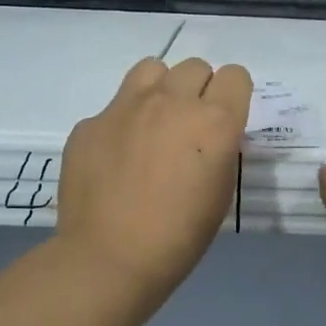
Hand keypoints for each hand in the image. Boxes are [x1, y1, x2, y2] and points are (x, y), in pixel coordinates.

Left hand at [57, 57, 250, 299]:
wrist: (110, 259)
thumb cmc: (180, 235)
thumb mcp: (221, 190)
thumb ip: (220, 147)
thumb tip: (208, 133)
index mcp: (213, 121)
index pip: (235, 75)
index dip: (232, 95)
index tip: (224, 119)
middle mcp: (171, 101)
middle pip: (195, 66)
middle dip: (198, 90)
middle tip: (188, 127)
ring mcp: (125, 107)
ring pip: (152, 69)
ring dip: (161, 89)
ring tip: (153, 123)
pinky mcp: (90, 122)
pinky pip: (115, 106)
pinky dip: (122, 123)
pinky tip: (116, 158)